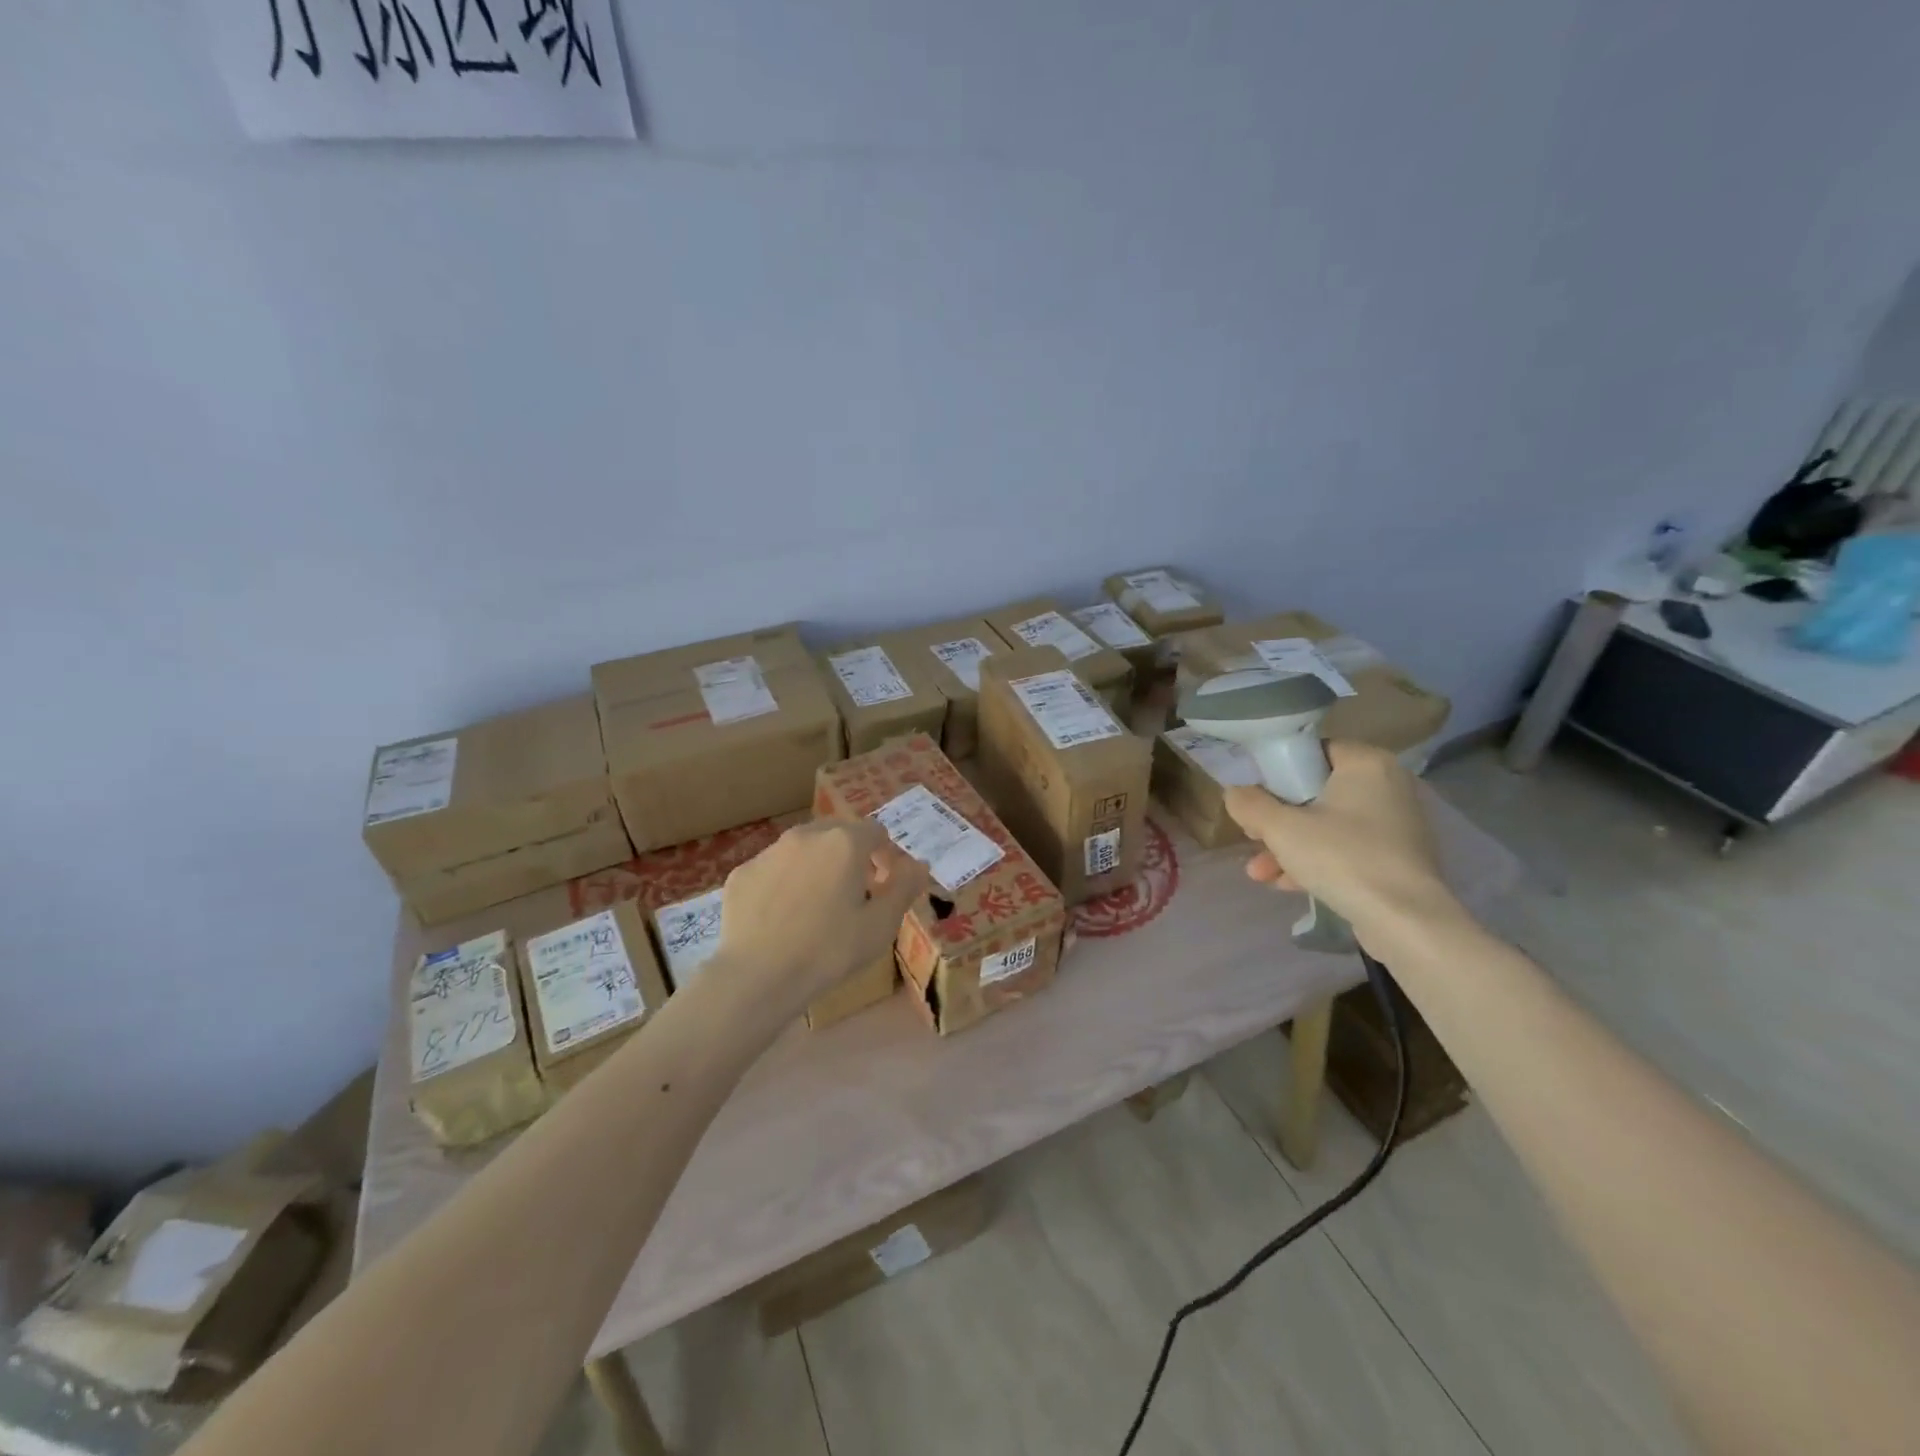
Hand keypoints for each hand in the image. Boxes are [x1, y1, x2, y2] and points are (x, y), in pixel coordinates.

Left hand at [714, 819, 928, 1017]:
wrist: (758, 976)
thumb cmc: (829, 950)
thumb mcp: (881, 925)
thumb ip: (904, 887)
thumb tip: (919, 864)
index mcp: (844, 842)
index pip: (876, 831)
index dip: (886, 854)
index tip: (885, 884)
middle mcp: (806, 835)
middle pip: (838, 833)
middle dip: (851, 855)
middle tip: (855, 892)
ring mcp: (769, 852)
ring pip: (803, 848)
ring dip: (817, 865)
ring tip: (817, 905)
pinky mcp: (742, 873)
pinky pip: (773, 869)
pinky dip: (784, 882)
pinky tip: (783, 916)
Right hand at [1222, 741, 1457, 942]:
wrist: (1406, 921)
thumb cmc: (1342, 858)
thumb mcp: (1281, 828)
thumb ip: (1249, 804)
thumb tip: (1235, 793)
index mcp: (1366, 763)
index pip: (1312, 751)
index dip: (1276, 771)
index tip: (1253, 796)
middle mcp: (1388, 786)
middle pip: (1316, 793)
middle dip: (1277, 820)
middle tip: (1252, 837)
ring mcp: (1396, 825)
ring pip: (1328, 825)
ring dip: (1289, 847)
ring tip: (1258, 873)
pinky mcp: (1398, 859)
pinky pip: (1347, 850)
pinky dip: (1317, 862)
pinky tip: (1286, 885)